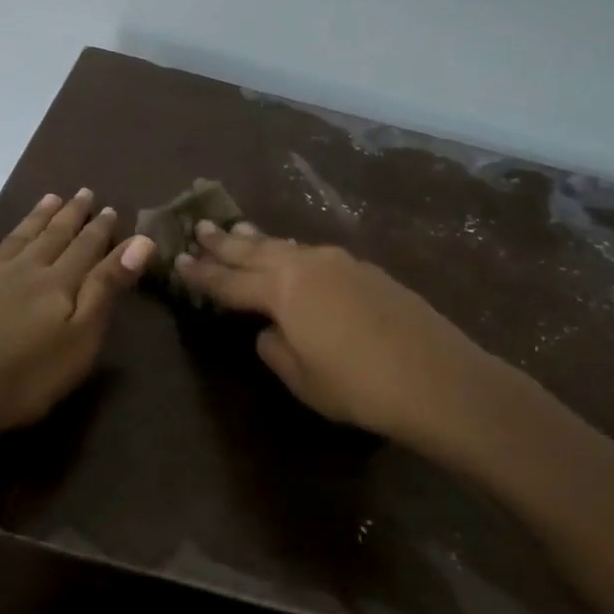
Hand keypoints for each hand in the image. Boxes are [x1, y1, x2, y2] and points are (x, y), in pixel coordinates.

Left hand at [0, 191, 156, 450]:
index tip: (110, 208)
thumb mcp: (80, 339)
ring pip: (16, 239)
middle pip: (52, 237)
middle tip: (83, 192)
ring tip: (49, 198)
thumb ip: (106, 289)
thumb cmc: (23, 378)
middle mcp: (23, 271)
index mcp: (58, 284)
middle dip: (71, 215)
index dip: (100, 229)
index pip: (86, 249)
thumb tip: (140, 242)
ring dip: (34, 218)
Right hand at [175, 222, 516, 460]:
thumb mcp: (303, 378)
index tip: (178, 261)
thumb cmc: (359, 386)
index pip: (230, 282)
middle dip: (224, 242)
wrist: (435, 377)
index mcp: (283, 290)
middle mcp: (307, 265)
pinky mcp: (366, 270)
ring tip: (238, 231)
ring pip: (287, 246)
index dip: (202, 275)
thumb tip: (269, 331)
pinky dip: (291, 253)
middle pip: (255, 251)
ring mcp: (340, 262)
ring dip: (259, 241)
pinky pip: (314, 255)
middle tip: (199, 227)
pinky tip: (291, 256)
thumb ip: (275, 349)